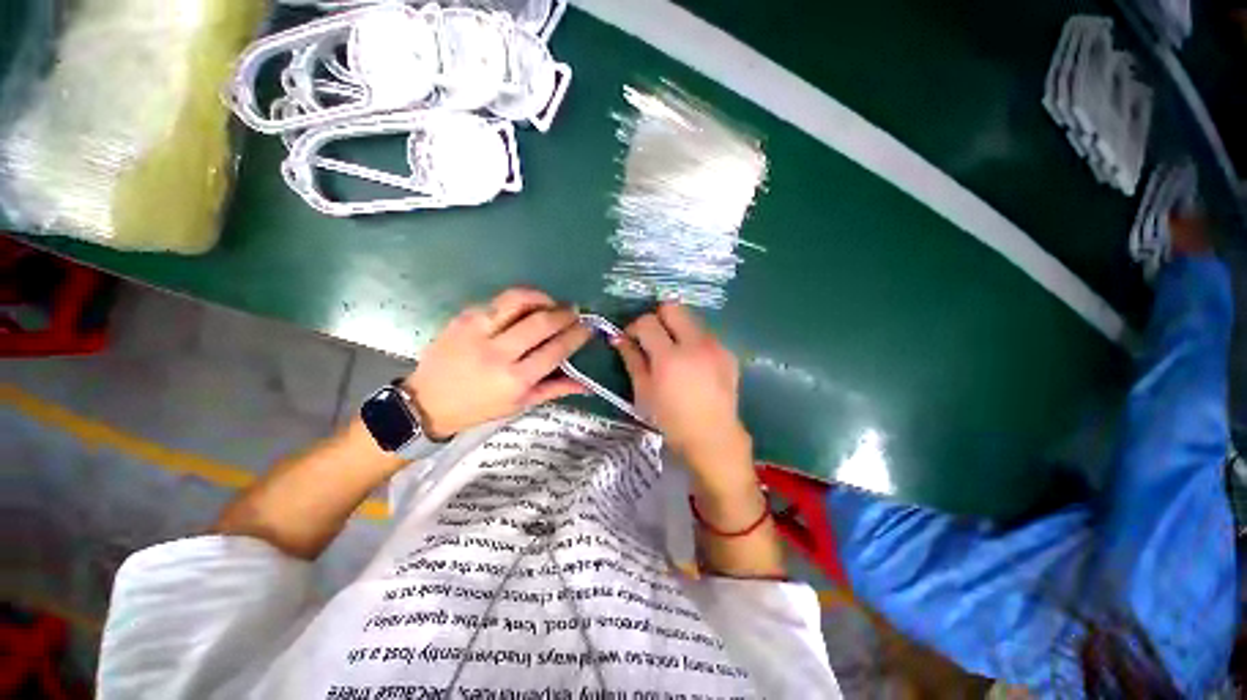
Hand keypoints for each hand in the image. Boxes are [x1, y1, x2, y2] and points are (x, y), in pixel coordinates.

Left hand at [406, 288, 591, 438]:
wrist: (427, 402)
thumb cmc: (479, 408)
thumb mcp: (520, 405)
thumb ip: (555, 390)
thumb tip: (587, 384)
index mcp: (515, 380)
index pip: (556, 350)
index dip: (576, 335)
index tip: (588, 327)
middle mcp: (498, 354)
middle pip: (541, 323)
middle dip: (565, 313)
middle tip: (574, 310)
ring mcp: (478, 332)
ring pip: (518, 301)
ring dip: (542, 297)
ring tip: (551, 302)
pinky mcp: (462, 318)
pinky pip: (497, 301)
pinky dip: (518, 300)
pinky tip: (525, 307)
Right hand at [612, 304, 752, 479]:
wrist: (713, 437)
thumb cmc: (672, 420)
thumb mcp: (644, 392)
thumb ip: (632, 359)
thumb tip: (618, 338)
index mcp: (670, 357)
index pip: (648, 322)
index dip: (634, 326)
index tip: (630, 338)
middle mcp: (696, 344)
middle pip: (673, 308)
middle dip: (658, 317)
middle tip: (651, 338)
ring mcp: (716, 346)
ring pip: (691, 319)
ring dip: (676, 328)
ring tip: (672, 352)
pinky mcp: (728, 353)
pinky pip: (705, 335)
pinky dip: (693, 341)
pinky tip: (692, 363)